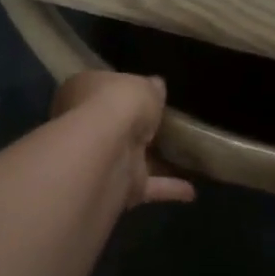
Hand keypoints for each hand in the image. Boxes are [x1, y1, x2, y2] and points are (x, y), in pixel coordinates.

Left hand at [50, 70, 196, 207]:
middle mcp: (86, 126)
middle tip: (164, 125)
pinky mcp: (119, 187)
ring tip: (185, 158)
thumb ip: (151, 88)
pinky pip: (148, 185)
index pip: (99, 88)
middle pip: (114, 125)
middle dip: (135, 128)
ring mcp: (102, 159)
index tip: (140, 92)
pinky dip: (168, 187)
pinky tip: (192, 190)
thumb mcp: (144, 85)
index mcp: (83, 92)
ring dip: (155, 162)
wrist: (109, 149)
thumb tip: (156, 85)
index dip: (118, 90)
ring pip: (132, 158)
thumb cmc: (119, 103)